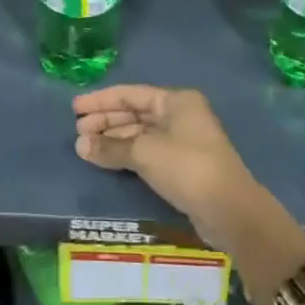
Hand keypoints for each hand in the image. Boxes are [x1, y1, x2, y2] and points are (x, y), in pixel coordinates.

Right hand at [70, 86, 262, 247]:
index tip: (75, 108)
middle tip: (77, 131)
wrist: (228, 209)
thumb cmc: (187, 167)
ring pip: (140, 133)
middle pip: (135, 112)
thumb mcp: (145, 153)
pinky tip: (107, 160)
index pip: (130, 94)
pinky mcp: (182, 165)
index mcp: (176, 101)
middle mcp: (180, 115)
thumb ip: (111, 147)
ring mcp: (182, 140)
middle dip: (106, 121)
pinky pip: (147, 151)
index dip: (101, 100)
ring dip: (113, 139)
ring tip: (85, 147)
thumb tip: (80, 145)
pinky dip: (126, 154)